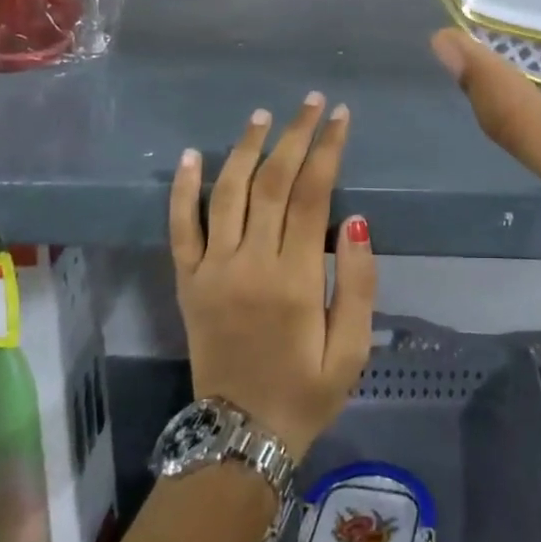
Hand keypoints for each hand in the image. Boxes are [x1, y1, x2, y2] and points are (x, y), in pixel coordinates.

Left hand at [169, 94, 376, 457]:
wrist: (238, 439)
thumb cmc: (306, 392)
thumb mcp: (352, 349)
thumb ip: (359, 283)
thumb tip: (355, 221)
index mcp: (295, 279)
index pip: (313, 194)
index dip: (327, 149)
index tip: (340, 116)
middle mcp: (250, 264)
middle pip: (273, 182)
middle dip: (295, 136)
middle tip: (312, 102)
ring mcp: (212, 271)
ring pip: (228, 193)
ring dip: (246, 148)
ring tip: (264, 115)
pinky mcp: (187, 282)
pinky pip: (180, 228)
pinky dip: (184, 189)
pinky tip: (194, 155)